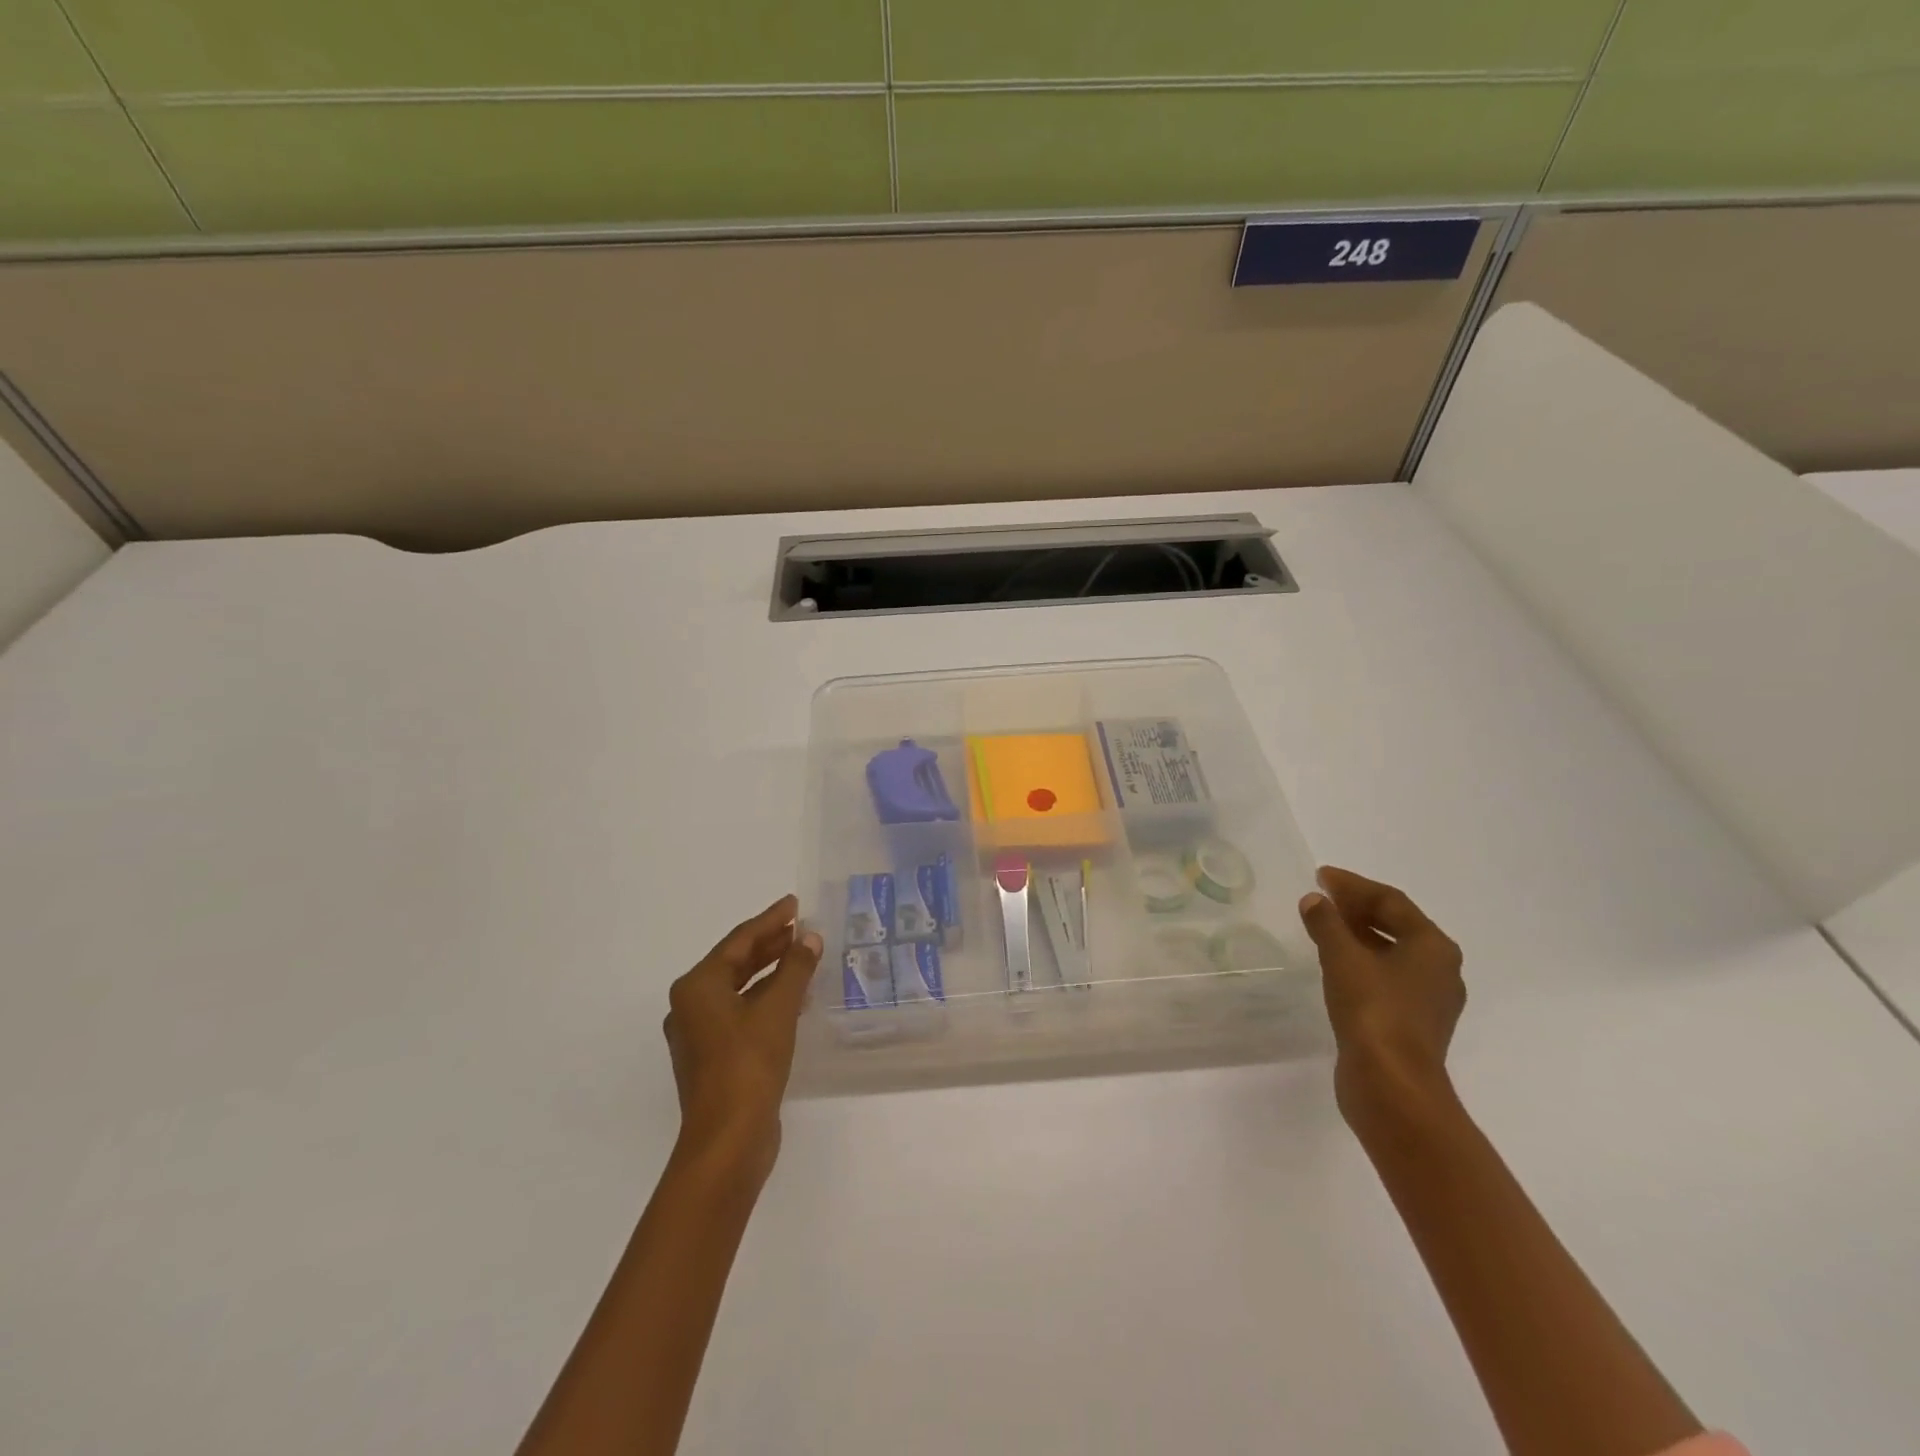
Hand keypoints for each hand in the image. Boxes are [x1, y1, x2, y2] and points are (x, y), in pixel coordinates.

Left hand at [663, 895, 822, 1185]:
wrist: (728, 1140)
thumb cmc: (748, 1064)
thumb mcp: (778, 1009)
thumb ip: (795, 968)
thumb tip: (810, 937)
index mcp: (697, 986)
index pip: (739, 941)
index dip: (770, 920)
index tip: (794, 904)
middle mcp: (691, 1005)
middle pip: (735, 963)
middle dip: (770, 944)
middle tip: (801, 927)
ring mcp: (699, 1035)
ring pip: (739, 990)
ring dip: (770, 972)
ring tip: (802, 956)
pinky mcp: (713, 1058)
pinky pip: (741, 1013)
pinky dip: (766, 1000)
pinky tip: (794, 999)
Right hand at [1299, 866, 1464, 1133]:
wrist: (1392, 1086)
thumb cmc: (1374, 1011)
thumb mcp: (1342, 957)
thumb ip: (1327, 923)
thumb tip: (1315, 900)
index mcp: (1433, 947)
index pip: (1391, 901)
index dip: (1353, 885)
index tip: (1320, 876)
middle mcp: (1439, 969)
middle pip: (1396, 925)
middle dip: (1357, 908)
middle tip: (1321, 897)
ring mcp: (1428, 1000)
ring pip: (1390, 953)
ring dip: (1357, 935)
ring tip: (1323, 926)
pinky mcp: (1411, 1024)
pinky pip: (1385, 977)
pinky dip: (1360, 962)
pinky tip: (1334, 964)